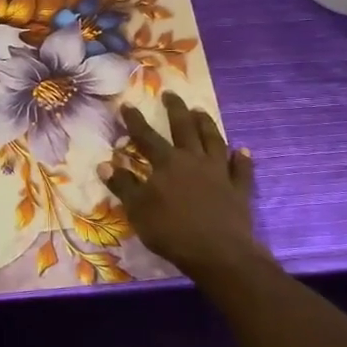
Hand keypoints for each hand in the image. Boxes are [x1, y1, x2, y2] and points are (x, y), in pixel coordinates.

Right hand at [102, 94, 259, 280]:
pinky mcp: (239, 190)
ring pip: (214, 141)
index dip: (135, 121)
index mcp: (167, 164)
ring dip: (207, 125)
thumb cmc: (171, 231)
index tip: (127, 104)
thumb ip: (123, 186)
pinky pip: (241, 169)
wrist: (218, 253)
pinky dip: (241, 159)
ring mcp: (219, 173)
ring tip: (201, 111)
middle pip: (184, 129)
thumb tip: (105, 164)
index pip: (146, 137)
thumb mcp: (138, 210)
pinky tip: (242, 150)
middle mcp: (194, 160)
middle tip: (171, 94)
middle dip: (175, 110)